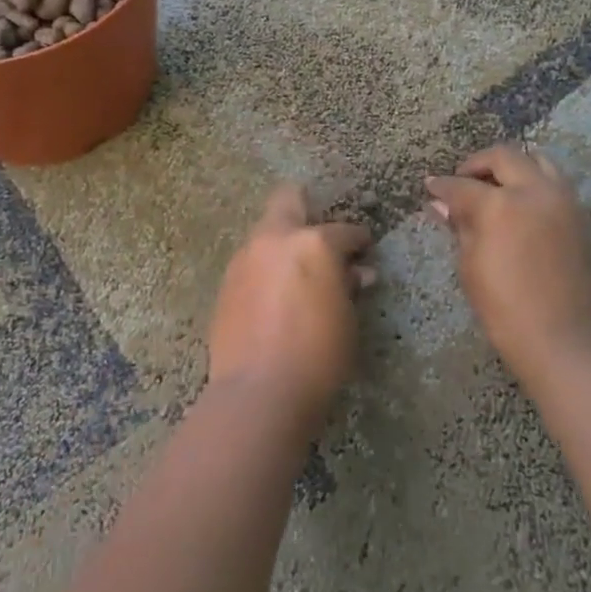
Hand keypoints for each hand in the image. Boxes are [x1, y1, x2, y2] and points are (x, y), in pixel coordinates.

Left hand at [207, 185, 373, 418]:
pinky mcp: (226, 282)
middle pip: (288, 200)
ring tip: (298, 271)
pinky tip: (275, 293)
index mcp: (312, 243)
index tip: (364, 248)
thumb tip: (356, 272)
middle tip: (321, 235)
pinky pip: (251, 261)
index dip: (358, 240)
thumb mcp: (346, 320)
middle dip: (306, 209)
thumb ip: (348, 287)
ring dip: (283, 242)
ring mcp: (245, 257)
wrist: (259, 391)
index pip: (343, 231)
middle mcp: (274, 239)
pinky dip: (266, 268)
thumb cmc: (318, 356)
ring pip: (265, 232)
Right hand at [426, 144, 590, 382]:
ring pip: (538, 161)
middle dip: (478, 164)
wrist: (566, 340)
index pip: (462, 185)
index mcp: (501, 204)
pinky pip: (554, 184)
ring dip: (513, 167)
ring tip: (495, 187)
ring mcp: (563, 201)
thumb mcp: (471, 266)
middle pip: (504, 157)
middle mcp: (535, 191)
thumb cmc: (505, 308)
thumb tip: (441, 204)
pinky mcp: (580, 217)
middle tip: (461, 180)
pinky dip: (533, 183)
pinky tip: (518, 206)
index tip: (430, 187)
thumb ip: (460, 227)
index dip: (441, 186)